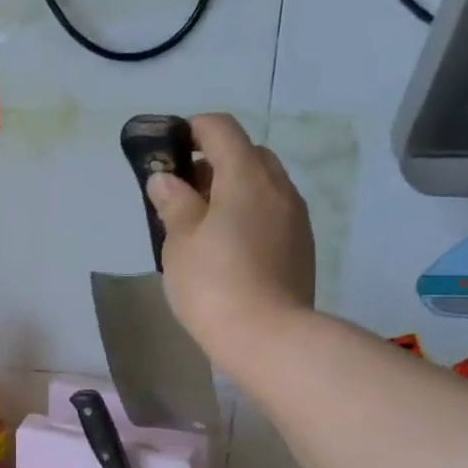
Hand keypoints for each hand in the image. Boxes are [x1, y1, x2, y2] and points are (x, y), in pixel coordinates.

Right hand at [146, 114, 317, 378]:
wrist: (268, 338)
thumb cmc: (213, 283)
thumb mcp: (179, 241)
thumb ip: (173, 202)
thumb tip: (165, 179)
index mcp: (246, 176)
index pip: (221, 129)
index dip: (193, 130)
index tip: (169, 150)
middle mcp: (278, 188)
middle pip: (247, 154)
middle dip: (214, 162)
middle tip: (183, 192)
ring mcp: (295, 218)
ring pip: (263, 185)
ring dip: (233, 190)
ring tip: (203, 224)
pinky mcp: (301, 246)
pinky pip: (272, 213)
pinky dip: (249, 214)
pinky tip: (228, 248)